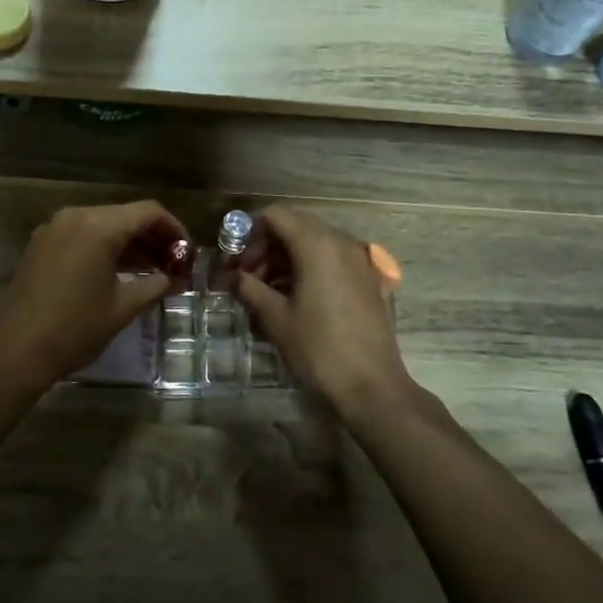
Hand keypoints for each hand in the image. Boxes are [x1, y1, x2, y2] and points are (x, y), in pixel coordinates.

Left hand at [0, 201, 188, 395]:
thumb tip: (174, 279)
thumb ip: (154, 285)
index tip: (188, 253)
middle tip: (174, 264)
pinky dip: (105, 248)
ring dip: (129, 243)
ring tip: (153, 270)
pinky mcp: (41, 245)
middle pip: (125, 216)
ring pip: (103, 225)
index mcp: (98, 226)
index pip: (148, 212)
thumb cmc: (75, 328)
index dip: (174, 229)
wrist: (15, 351)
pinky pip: (82, 236)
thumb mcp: (123, 308)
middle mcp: (75, 216)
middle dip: (153, 237)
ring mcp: (54, 229)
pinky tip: (120, 272)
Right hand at [233, 205, 413, 416]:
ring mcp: (360, 260)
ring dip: (286, 258)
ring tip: (266, 291)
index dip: (249, 233)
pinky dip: (309, 268)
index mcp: (318, 244)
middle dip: (266, 247)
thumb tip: (230, 276)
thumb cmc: (318, 348)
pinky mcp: (369, 279)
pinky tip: (295, 298)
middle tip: (247, 278)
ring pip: (314, 243)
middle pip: (296, 226)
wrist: (372, 386)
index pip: (276, 216)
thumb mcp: (275, 318)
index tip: (235, 261)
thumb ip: (249, 288)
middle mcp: (342, 242)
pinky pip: (333, 260)